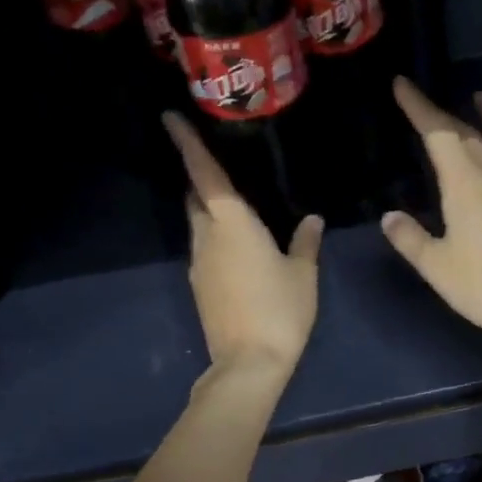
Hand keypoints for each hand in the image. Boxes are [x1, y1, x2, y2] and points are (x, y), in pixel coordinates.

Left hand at [164, 113, 322, 375]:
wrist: (248, 363)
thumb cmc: (280, 310)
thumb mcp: (303, 273)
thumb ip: (305, 242)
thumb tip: (311, 219)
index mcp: (233, 224)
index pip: (205, 175)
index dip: (187, 144)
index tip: (170, 118)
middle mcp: (207, 237)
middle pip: (196, 197)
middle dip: (199, 177)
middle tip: (215, 160)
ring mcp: (199, 263)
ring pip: (198, 224)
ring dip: (208, 208)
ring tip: (233, 202)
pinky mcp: (199, 286)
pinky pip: (204, 247)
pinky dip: (215, 235)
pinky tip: (238, 244)